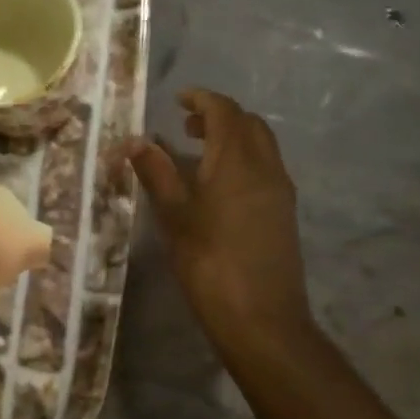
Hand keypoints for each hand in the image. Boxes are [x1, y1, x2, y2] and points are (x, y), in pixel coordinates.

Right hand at [130, 90, 316, 361]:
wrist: (262, 319)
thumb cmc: (211, 263)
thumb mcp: (175, 217)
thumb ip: (157, 174)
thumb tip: (135, 141)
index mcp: (238, 161)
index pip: (224, 111)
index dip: (202, 99)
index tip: (178, 99)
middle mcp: (266, 167)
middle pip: (248, 123)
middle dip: (219, 116)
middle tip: (186, 125)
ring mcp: (280, 190)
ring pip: (261, 145)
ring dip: (233, 137)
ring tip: (198, 151)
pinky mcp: (284, 212)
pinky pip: (265, 167)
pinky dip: (243, 159)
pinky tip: (219, 185)